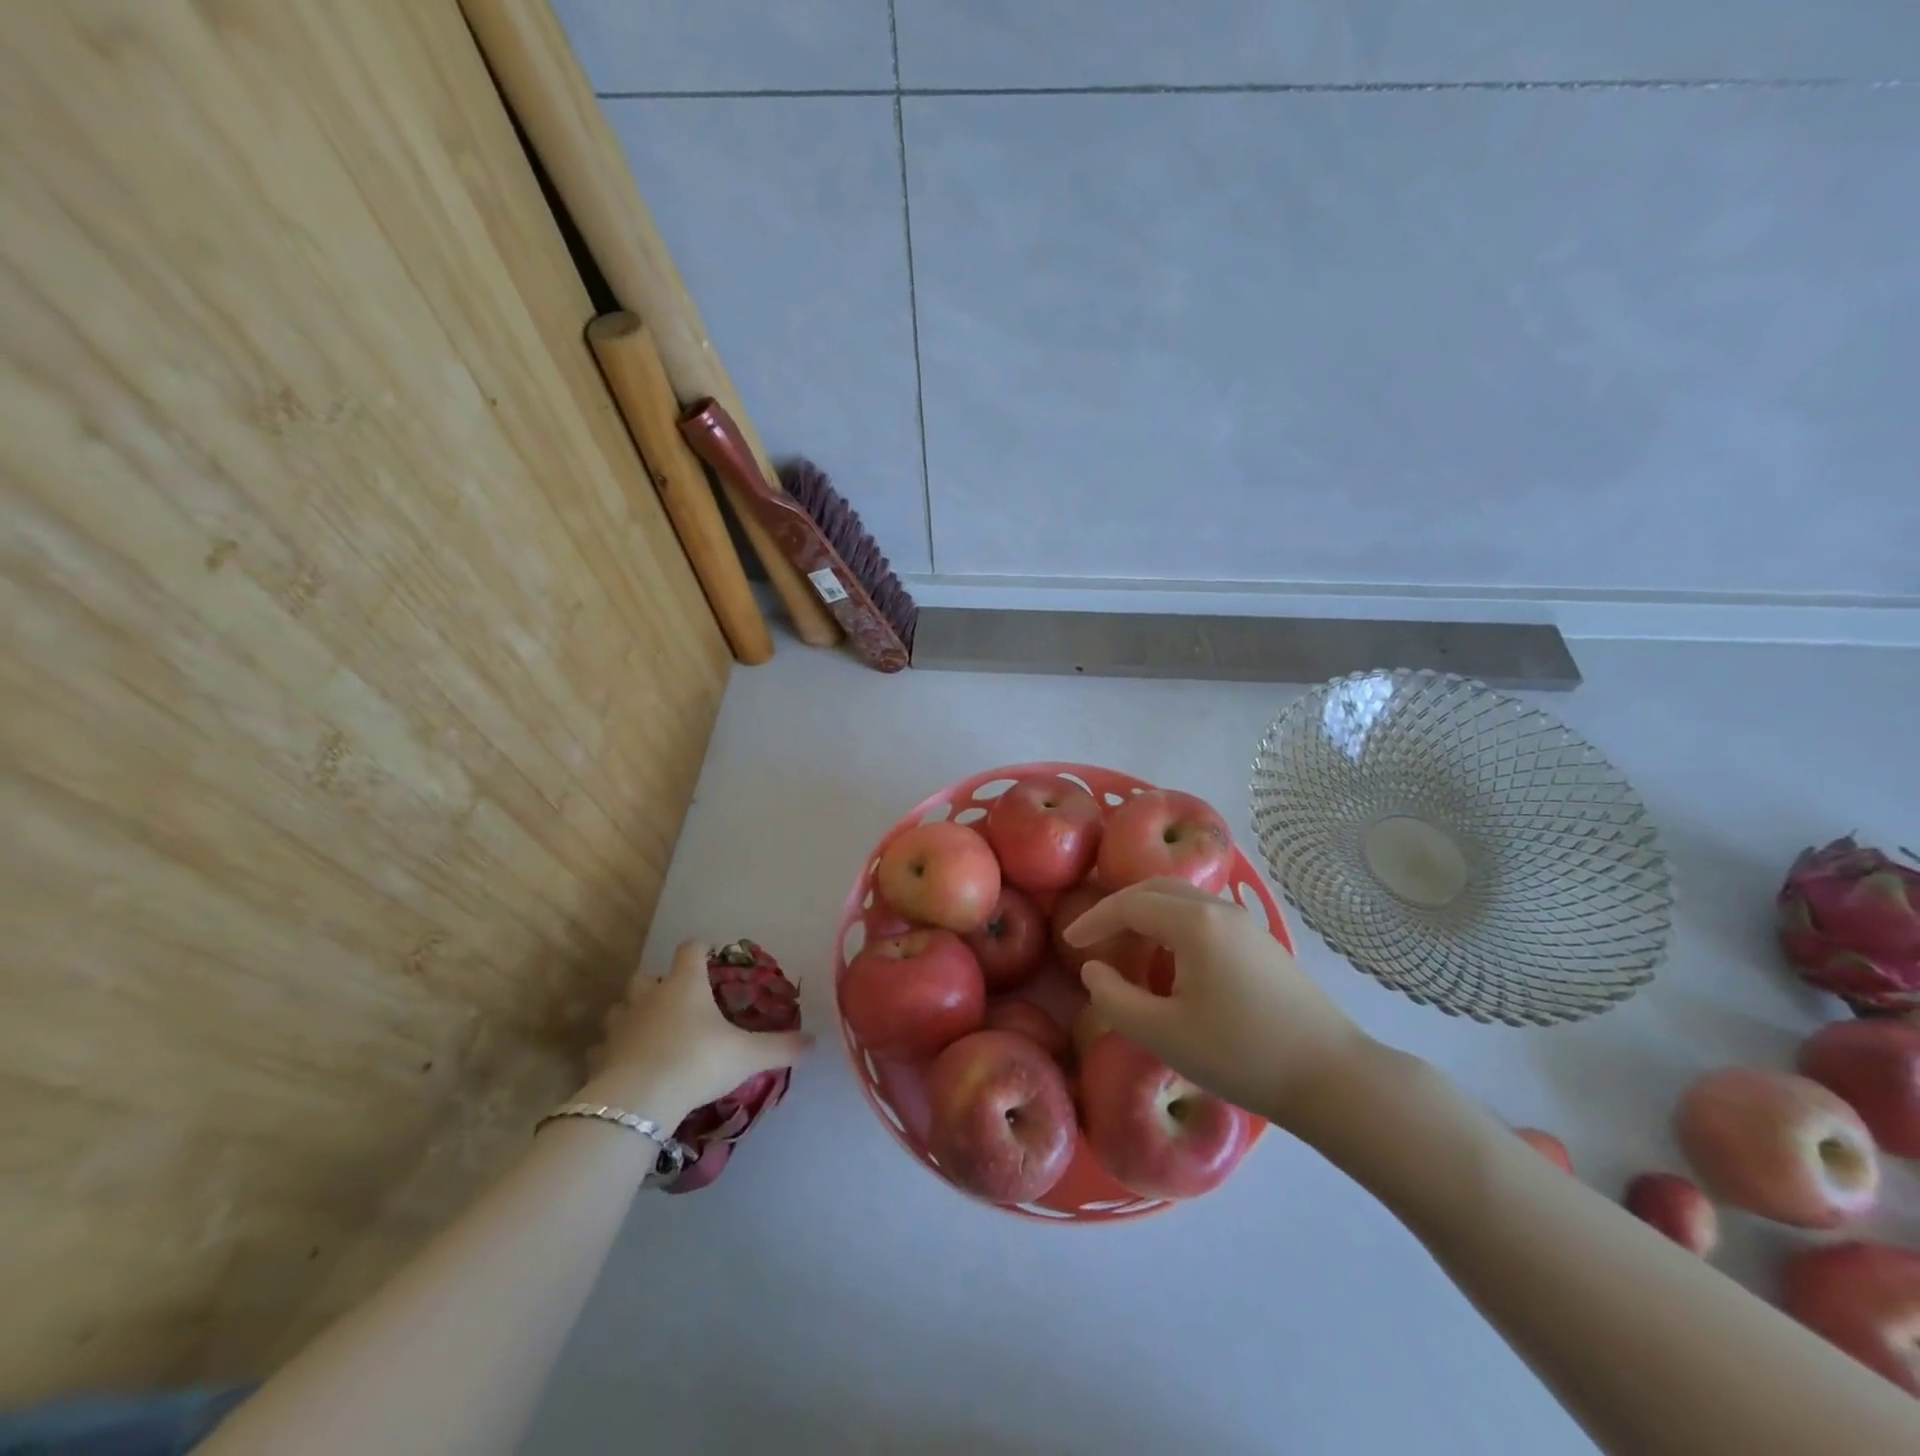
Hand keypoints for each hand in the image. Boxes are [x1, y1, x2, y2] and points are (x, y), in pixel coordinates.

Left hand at [577, 940, 811, 1124]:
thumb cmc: (698, 1062)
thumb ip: (781, 1047)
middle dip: (658, 984)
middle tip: (677, 1002)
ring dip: (632, 1014)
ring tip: (649, 1032)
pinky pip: (604, 1047)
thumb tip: (814, 1042)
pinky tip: (626, 1064)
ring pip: (620, 1008)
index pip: (691, 949)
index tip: (710, 956)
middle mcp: (650, 996)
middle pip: (646, 976)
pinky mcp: (599, 1057)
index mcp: (685, 984)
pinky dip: (614, 1051)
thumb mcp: (748, 1056)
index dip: (700, 949)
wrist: (639, 1101)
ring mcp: (620, 1025)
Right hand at [1064, 879, 1369, 1128]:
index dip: (1094, 919)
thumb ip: (1115, 999)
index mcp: (1194, 922)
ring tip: (1127, 947)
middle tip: (1094, 935)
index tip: (1069, 940)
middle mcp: (1220, 909)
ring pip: (1183, 900)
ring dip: (1148, 914)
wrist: (1332, 1077)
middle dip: (1119, 907)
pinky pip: (1204, 916)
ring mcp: (1246, 924)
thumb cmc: (1241, 1054)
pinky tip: (1172, 962)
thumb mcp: (1163, 1034)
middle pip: (1156, 888)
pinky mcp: (1261, 943)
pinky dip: (1174, 925)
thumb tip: (1094, 970)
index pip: (1130, 903)